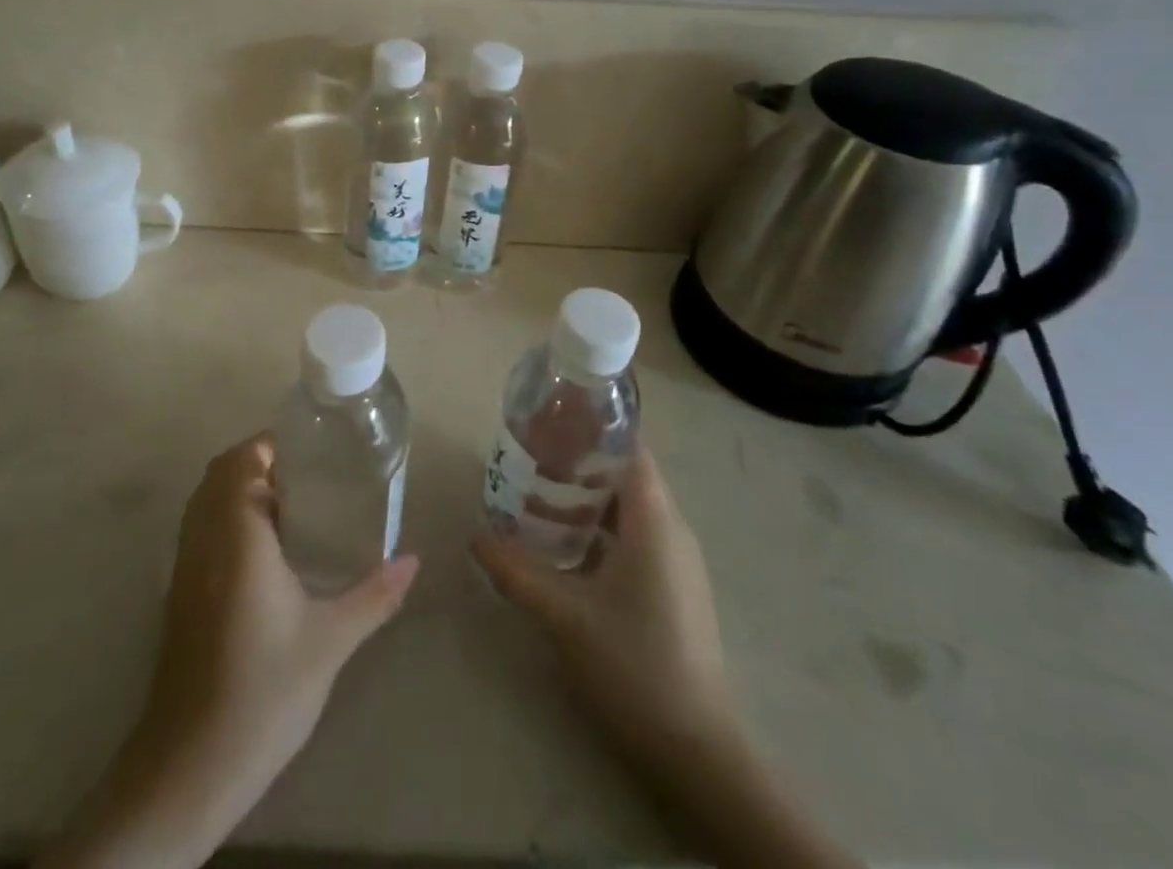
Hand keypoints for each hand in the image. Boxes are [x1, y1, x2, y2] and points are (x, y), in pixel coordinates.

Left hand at [145, 431, 419, 783]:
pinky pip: (200, 529)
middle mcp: (204, 538)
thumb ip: (374, 595)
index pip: (242, 461)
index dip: (270, 445)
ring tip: (292, 506)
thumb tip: (413, 560)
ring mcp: (184, 566)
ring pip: (205, 500)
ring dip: (240, 489)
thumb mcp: (331, 640)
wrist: (190, 764)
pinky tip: (265, 552)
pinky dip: (226, 517)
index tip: (310, 450)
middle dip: (259, 462)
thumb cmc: (264, 689)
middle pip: (221, 473)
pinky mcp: (178, 593)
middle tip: (307, 476)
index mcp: (238, 535)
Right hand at [471, 448, 737, 773]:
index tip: (551, 423)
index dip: (593, 429)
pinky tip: (566, 548)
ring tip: (539, 497)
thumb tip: (475, 537)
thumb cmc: (634, 664)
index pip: (630, 448)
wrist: (697, 749)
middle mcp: (672, 530)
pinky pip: (636, 537)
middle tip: (532, 460)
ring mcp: (677, 561)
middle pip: (626, 474)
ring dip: (588, 499)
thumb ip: (516, 572)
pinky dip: (601, 529)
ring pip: (630, 508)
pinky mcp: (674, 588)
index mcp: (654, 520)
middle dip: (580, 463)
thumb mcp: (565, 615)